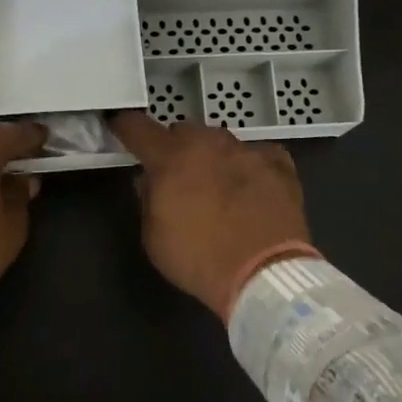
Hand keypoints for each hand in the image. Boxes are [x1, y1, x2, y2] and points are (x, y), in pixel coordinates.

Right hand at [109, 112, 315, 318]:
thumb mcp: (154, 238)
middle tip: (178, 177)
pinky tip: (253, 188)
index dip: (125, 127)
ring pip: (220, 141)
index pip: (137, 127)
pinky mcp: (279, 163)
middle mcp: (207, 143)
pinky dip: (250, 166)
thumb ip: (147, 200)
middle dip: (176, 149)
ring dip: (212, 157)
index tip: (122, 130)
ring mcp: (246, 150)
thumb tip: (148, 180)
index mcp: (169, 158)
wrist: (266, 274)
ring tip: (218, 186)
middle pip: (183, 131)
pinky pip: (256, 154)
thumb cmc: (199, 260)